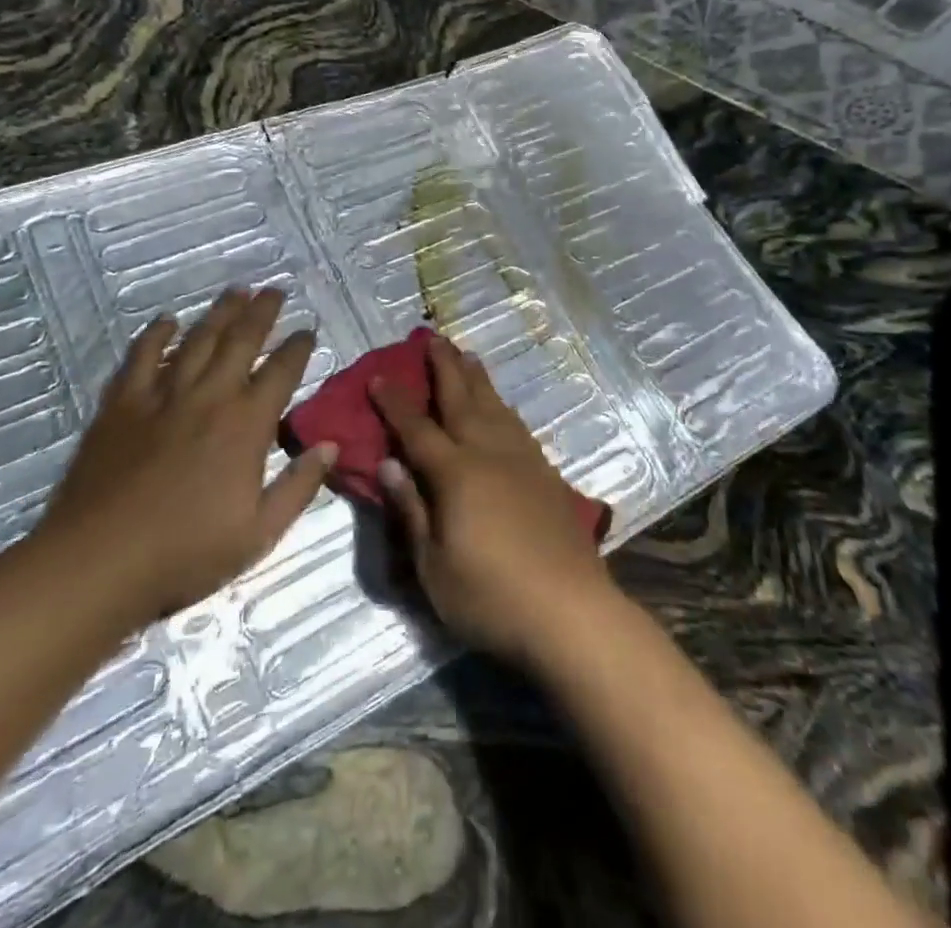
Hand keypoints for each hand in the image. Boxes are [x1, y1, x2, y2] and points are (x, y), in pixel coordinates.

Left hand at [34, 288, 336, 628]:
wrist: (100, 560)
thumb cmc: (186, 552)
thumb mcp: (259, 533)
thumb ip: (299, 486)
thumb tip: (331, 445)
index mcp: (247, 425)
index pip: (281, 372)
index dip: (298, 347)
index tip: (307, 331)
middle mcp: (210, 397)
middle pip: (241, 341)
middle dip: (262, 312)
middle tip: (274, 290)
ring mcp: (163, 395)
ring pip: (198, 340)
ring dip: (219, 313)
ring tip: (236, 292)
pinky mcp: (122, 403)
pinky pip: (142, 356)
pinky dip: (156, 335)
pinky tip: (167, 321)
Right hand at [372, 335, 616, 666]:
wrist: (572, 612)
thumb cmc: (491, 597)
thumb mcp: (433, 567)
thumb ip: (411, 511)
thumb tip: (389, 464)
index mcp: (456, 474)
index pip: (416, 429)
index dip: (395, 402)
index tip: (378, 376)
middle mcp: (489, 454)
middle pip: (461, 400)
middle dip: (444, 367)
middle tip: (433, 338)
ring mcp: (522, 462)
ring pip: (495, 407)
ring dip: (477, 379)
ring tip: (468, 356)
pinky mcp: (546, 476)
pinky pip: (518, 427)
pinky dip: (503, 408)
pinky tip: (502, 409)